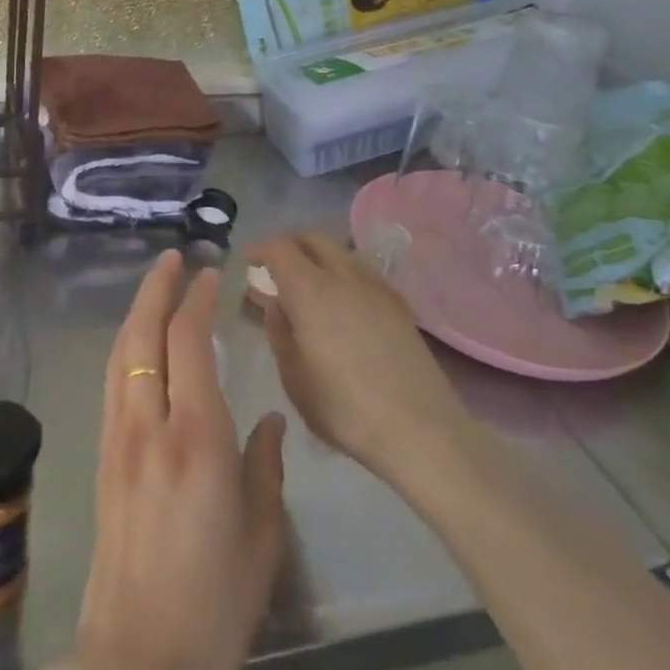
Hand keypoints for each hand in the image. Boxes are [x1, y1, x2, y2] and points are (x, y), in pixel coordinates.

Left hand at [71, 251, 286, 669]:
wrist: (135, 658)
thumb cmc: (213, 604)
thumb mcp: (262, 539)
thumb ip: (266, 468)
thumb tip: (271, 421)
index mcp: (196, 440)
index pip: (188, 343)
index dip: (197, 300)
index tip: (211, 273)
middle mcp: (149, 426)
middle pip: (144, 336)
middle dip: (157, 289)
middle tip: (174, 258)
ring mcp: (119, 440)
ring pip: (121, 355)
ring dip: (137, 312)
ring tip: (156, 286)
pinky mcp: (103, 458)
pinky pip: (113, 382)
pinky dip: (126, 347)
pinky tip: (138, 345)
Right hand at [250, 232, 462, 483]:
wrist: (421, 430)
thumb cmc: (344, 408)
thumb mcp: (293, 377)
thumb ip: (279, 332)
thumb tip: (275, 304)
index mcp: (310, 289)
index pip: (279, 248)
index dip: (260, 250)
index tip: (248, 263)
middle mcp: (344, 276)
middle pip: (314, 239)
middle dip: (290, 246)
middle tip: (275, 269)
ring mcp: (377, 287)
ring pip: (341, 252)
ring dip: (319, 257)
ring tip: (308, 285)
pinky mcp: (400, 304)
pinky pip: (363, 271)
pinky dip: (343, 273)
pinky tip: (341, 303)